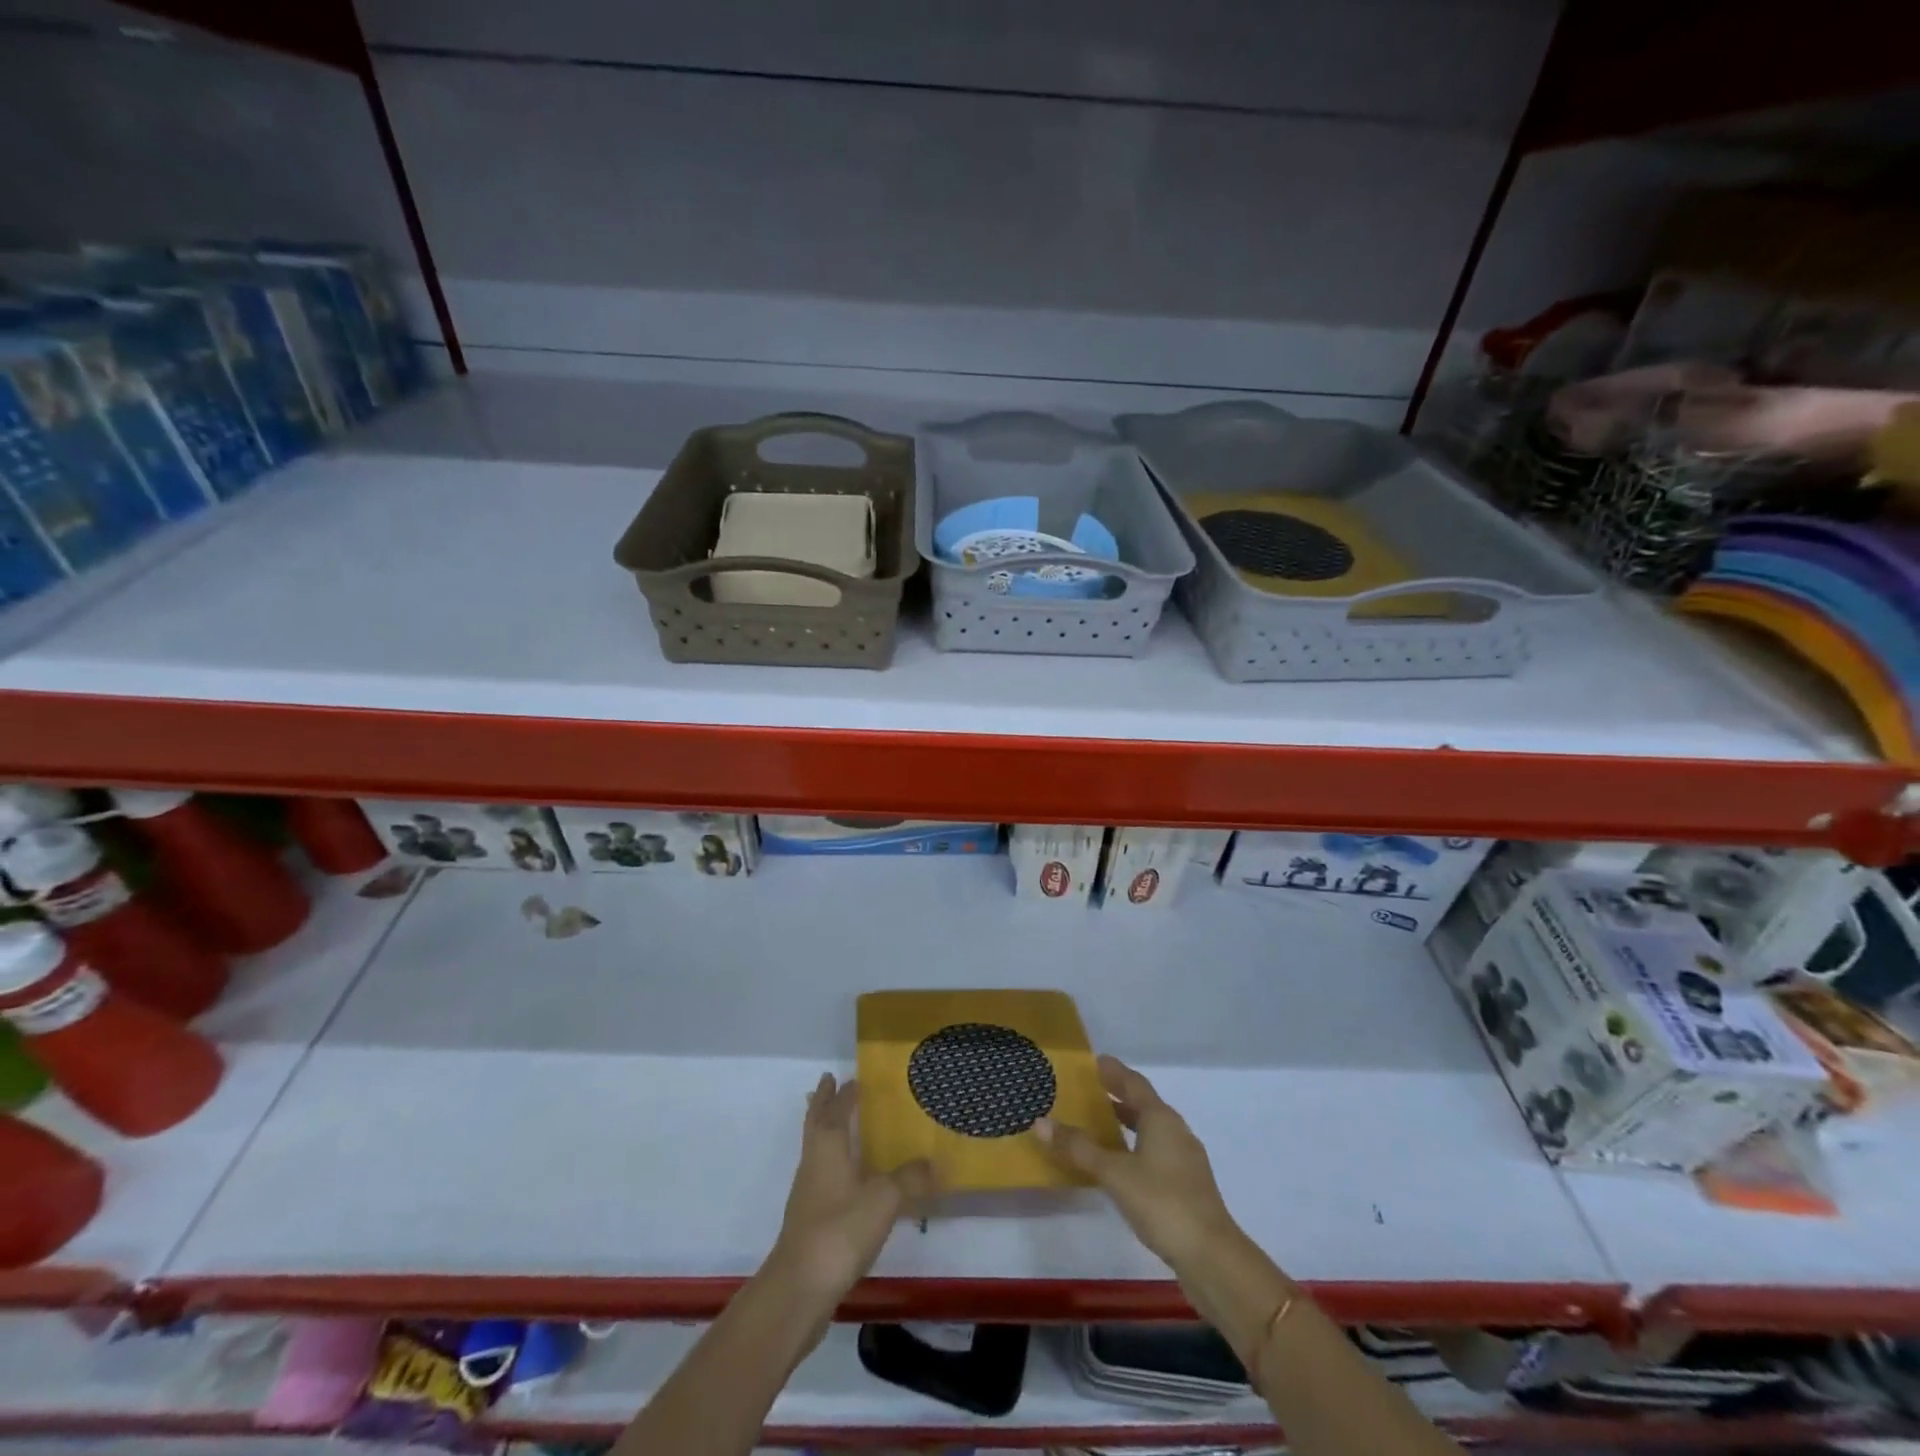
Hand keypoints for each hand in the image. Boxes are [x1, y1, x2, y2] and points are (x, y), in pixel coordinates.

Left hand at [769, 1074, 935, 1306]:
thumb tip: (933, 1163)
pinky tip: (847, 1177)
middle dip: (823, 1102)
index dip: (844, 1093)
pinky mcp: (808, 1219)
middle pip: (816, 1123)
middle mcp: (814, 1162)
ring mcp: (807, 1192)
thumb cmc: (841, 1229)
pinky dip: (832, 1162)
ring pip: (815, 1148)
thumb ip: (909, 1178)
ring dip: (825, 1130)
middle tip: (829, 1083)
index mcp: (828, 1146)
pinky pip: (821, 1174)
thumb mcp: (884, 1199)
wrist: (800, 1287)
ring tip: (839, 1123)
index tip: (851, 1077)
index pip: (835, 1109)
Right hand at [1036, 1056, 1237, 1270]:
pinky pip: (1156, 1152)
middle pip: (1144, 1104)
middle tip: (1090, 1091)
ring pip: (1152, 1130)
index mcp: (1161, 1118)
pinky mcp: (1188, 1186)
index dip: (1114, 1071)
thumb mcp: (1114, 1173)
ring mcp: (1185, 1160)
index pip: (1134, 1083)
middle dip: (1118, 1095)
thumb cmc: (1162, 1202)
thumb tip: (1040, 1121)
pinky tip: (1122, 1165)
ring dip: (1128, 1123)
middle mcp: (1176, 1131)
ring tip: (1100, 1125)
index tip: (1094, 1061)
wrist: (1212, 1257)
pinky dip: (1136, 1147)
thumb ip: (1078, 1148)